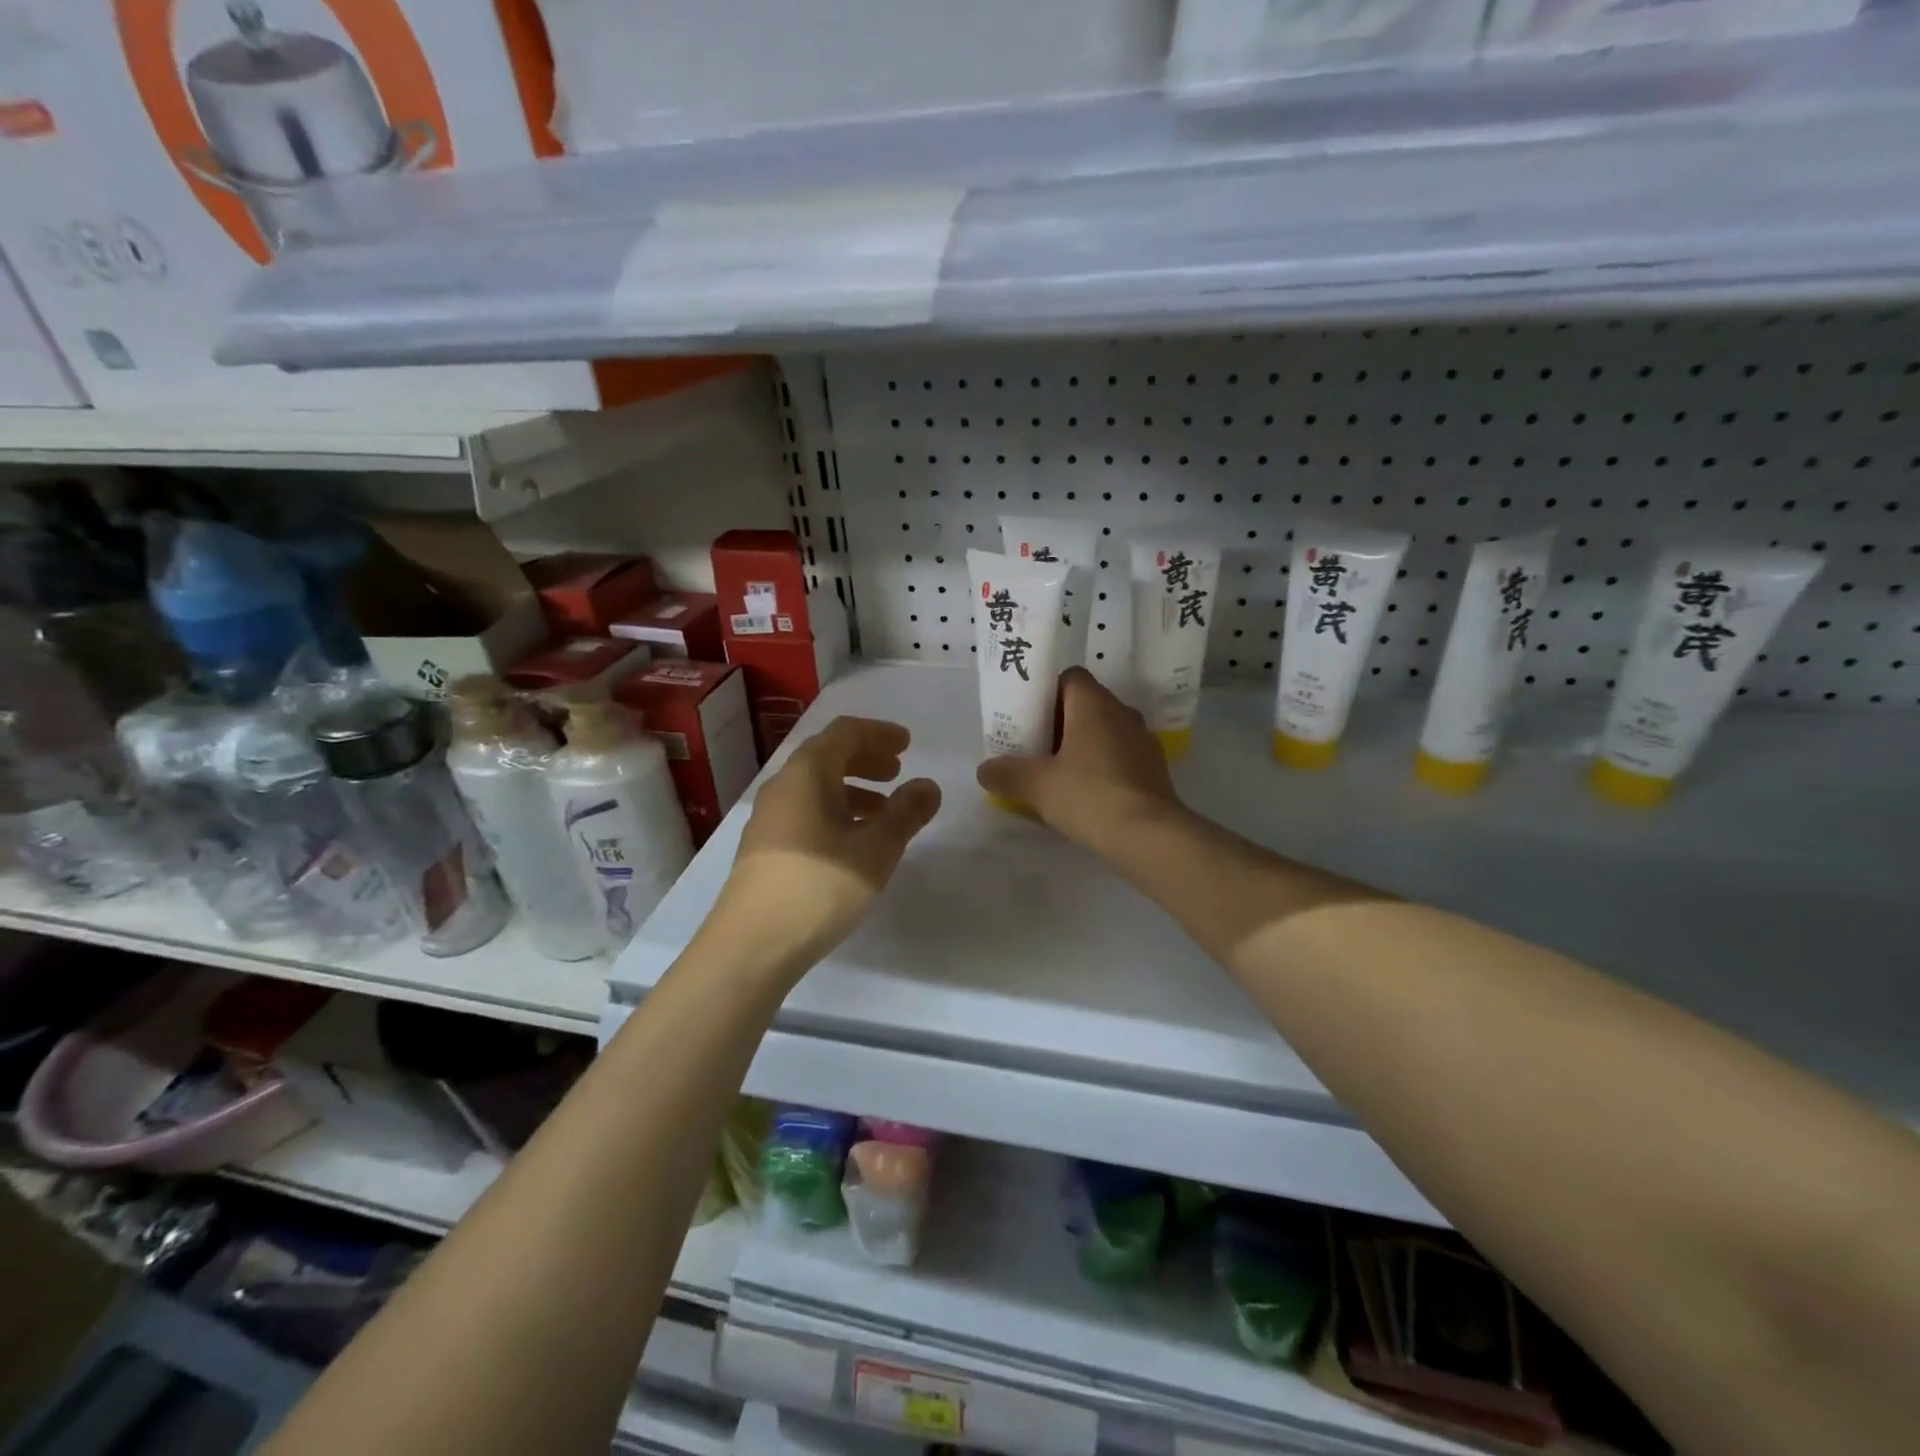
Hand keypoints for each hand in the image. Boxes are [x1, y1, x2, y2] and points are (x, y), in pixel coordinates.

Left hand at [719, 717, 940, 961]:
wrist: (751, 944)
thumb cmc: (820, 886)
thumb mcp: (876, 849)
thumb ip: (906, 813)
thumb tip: (928, 786)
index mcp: (807, 773)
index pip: (845, 732)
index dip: (879, 732)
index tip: (908, 744)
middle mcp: (783, 786)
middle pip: (828, 755)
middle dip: (866, 758)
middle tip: (898, 772)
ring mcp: (769, 817)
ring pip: (816, 786)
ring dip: (853, 788)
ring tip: (883, 812)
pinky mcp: (765, 847)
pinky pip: (806, 811)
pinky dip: (835, 812)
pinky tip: (853, 842)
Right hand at [976, 668, 1186, 851]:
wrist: (1149, 836)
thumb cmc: (1089, 796)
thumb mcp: (1036, 786)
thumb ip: (1007, 773)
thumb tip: (984, 770)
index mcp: (1094, 704)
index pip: (1069, 677)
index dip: (1046, 692)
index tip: (1027, 717)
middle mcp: (1122, 712)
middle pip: (1085, 704)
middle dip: (1058, 723)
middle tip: (1033, 748)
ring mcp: (1143, 740)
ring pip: (1104, 731)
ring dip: (1081, 746)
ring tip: (1057, 774)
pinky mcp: (1154, 768)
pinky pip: (1120, 755)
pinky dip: (1101, 766)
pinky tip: (1086, 794)